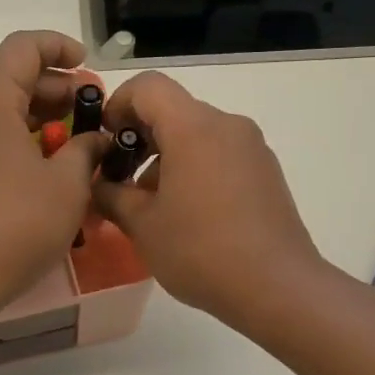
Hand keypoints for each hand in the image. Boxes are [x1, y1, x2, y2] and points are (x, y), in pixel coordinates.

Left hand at [0, 31, 108, 317]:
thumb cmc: (18, 225)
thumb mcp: (68, 184)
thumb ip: (86, 150)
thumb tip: (95, 140)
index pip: (22, 48)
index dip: (59, 47)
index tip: (89, 68)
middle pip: (12, 79)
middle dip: (57, 88)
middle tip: (93, 113)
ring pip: (1, 112)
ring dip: (42, 117)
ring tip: (78, 142)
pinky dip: (21, 140)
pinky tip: (49, 167)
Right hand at [93, 72, 324, 330]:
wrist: (276, 287)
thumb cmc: (200, 251)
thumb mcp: (142, 225)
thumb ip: (111, 195)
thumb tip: (97, 184)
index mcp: (193, 128)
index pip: (147, 86)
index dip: (117, 105)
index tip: (105, 142)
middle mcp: (227, 125)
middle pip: (173, 111)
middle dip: (139, 139)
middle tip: (120, 181)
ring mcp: (252, 148)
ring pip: (197, 135)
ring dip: (166, 158)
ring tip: (153, 207)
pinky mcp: (266, 172)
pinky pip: (220, 154)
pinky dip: (195, 169)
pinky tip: (188, 215)